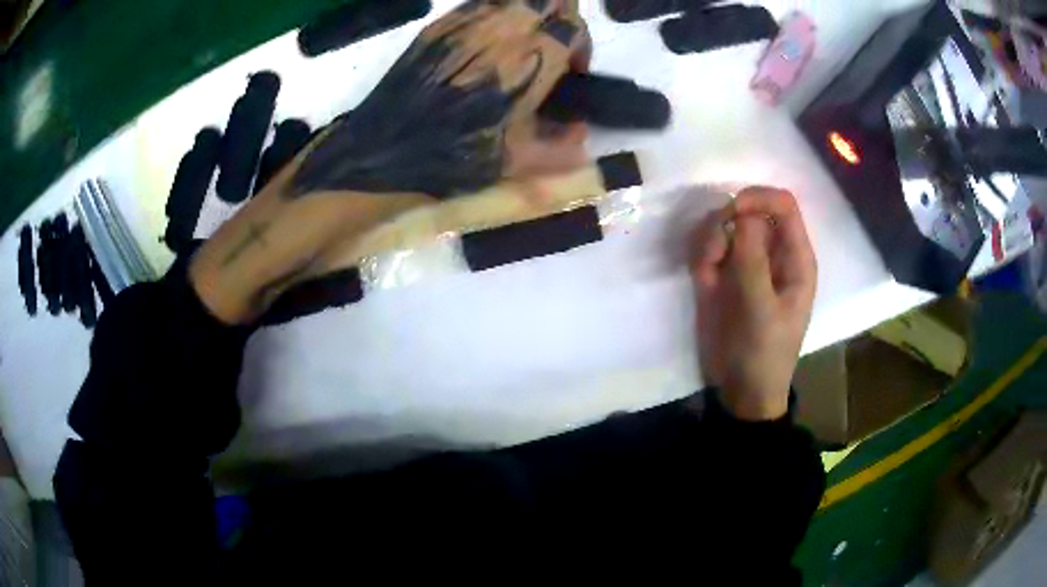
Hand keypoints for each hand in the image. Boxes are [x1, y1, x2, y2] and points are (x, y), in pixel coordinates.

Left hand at [291, 0, 591, 198]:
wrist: (384, 144)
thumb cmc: (453, 152)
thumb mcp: (516, 161)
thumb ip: (562, 147)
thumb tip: (582, 131)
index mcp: (532, 57)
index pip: (574, 26)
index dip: (581, 45)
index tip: (572, 69)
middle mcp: (505, 27)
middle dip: (560, 16)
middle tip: (552, 43)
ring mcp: (470, 19)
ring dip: (527, 13)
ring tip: (519, 41)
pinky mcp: (441, 23)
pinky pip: (481, 3)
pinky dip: (495, 15)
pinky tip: (485, 43)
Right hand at [690, 188, 816, 421]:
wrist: (740, 391)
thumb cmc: (763, 354)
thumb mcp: (761, 310)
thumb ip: (753, 260)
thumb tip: (742, 213)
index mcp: (794, 258)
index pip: (783, 204)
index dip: (757, 199)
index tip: (730, 214)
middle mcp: (771, 253)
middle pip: (748, 208)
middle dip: (726, 221)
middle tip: (714, 251)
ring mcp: (745, 263)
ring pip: (724, 224)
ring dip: (709, 238)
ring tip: (706, 270)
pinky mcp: (722, 275)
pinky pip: (708, 246)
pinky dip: (700, 253)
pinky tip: (701, 277)